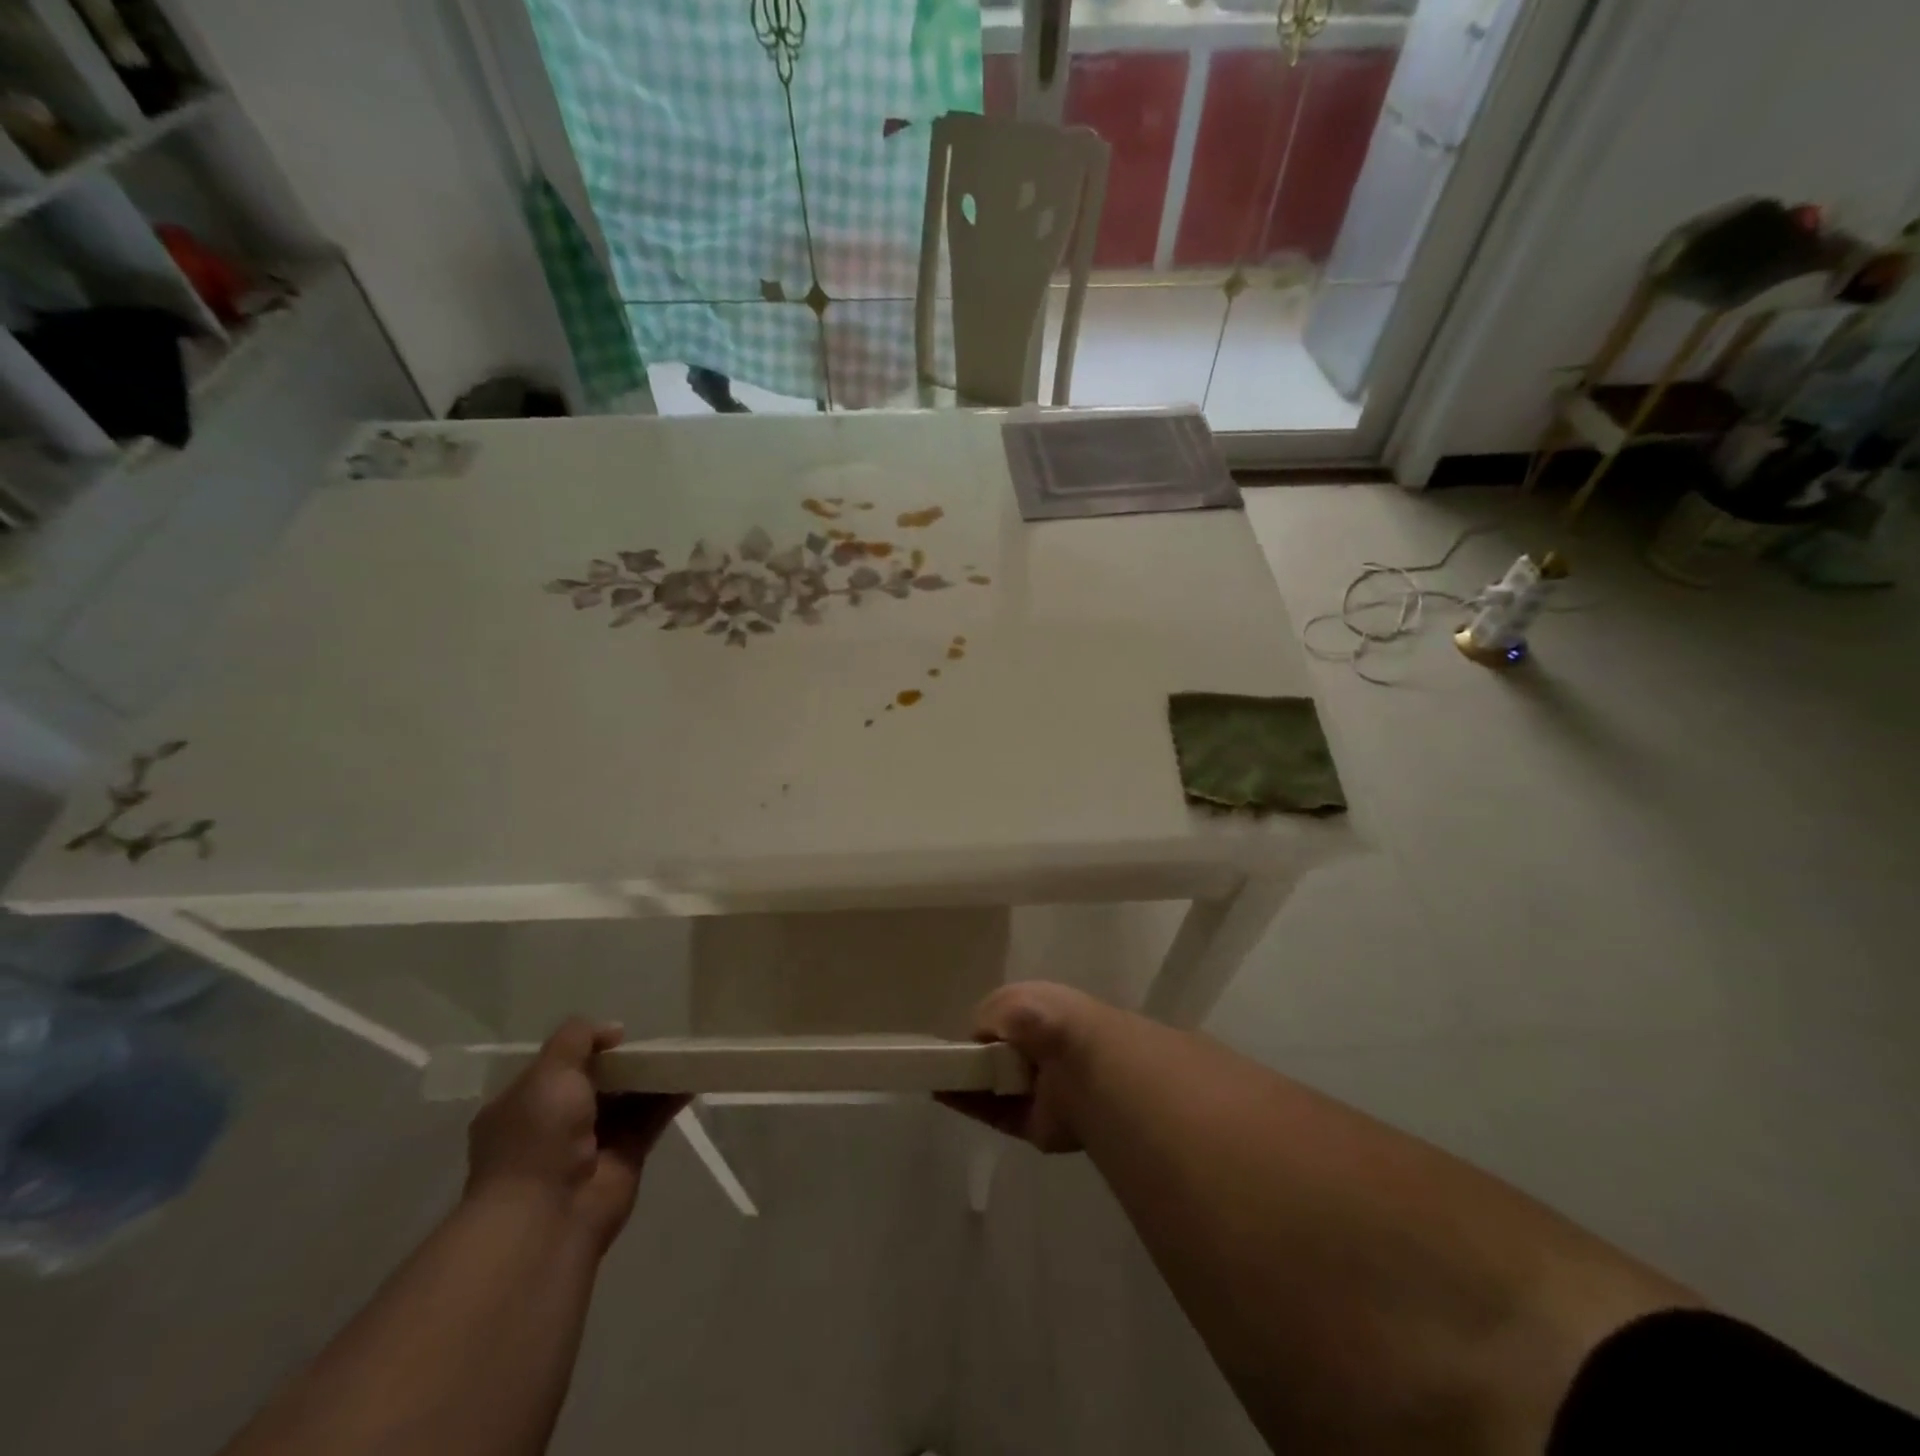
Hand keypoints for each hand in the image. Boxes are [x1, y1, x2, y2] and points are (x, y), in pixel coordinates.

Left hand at [465, 1018, 685, 1252]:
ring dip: (651, 1076)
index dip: (585, 1048)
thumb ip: (577, 1039)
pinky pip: (651, 1119)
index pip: (556, 1068)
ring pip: (627, 1099)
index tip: (617, 1035)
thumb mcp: (548, 1072)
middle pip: (597, 1082)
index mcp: (522, 1105)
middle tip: (655, 1039)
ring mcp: (591, 1144)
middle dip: (624, 1062)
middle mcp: (554, 1125)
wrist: (547, 1218)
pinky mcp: (626, 1159)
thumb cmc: (536, 1138)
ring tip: (681, 1050)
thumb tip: (613, 1030)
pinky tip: (692, 1076)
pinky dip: (670, 1098)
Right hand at [939, 981, 1111, 1152]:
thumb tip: (976, 1040)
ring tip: (932, 1075)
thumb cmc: (1047, 1022)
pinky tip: (939, 1092)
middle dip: (978, 1054)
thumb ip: (985, 1017)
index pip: (1013, 1018)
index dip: (989, 1024)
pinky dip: (967, 1104)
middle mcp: (1046, 1050)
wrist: (1083, 1069)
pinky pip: (993, 1113)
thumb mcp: (1009, 1001)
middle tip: (945, 1057)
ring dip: (966, 1081)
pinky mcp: (1034, 1124)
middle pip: (1003, 1054)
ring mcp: (1041, 1089)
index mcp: (1048, 1012)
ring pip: (996, 1085)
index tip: (963, 1033)